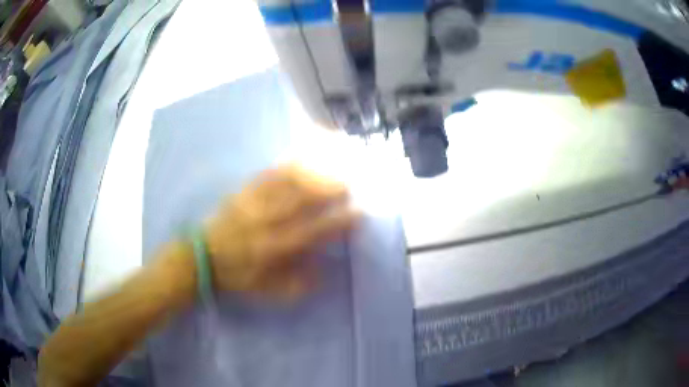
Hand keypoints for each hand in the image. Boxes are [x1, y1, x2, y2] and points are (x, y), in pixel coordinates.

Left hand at [205, 165, 359, 300]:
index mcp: (274, 248)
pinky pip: (266, 175)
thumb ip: (296, 285)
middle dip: (329, 190)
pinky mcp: (242, 193)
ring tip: (330, 167)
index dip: (338, 222)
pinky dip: (284, 165)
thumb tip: (323, 272)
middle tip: (349, 184)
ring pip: (286, 183)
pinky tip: (298, 157)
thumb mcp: (266, 291)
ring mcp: (253, 204)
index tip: (358, 213)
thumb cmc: (236, 276)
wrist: (202, 258)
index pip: (313, 232)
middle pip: (303, 200)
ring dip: (311, 174)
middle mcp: (266, 222)